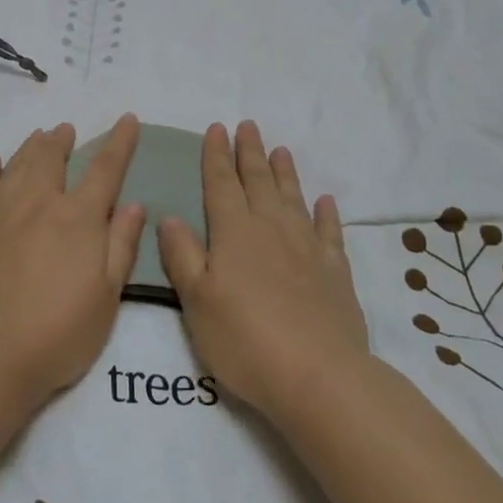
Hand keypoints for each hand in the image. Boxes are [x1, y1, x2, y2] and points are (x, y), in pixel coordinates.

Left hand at [0, 116, 144, 412]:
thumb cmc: (60, 333)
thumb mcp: (107, 297)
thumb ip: (121, 245)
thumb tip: (134, 204)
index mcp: (78, 218)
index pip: (105, 169)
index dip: (120, 142)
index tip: (128, 118)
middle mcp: (40, 204)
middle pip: (52, 158)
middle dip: (63, 140)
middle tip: (67, 130)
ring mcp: (1, 213)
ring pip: (19, 165)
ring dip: (32, 146)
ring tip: (40, 135)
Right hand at [157, 121, 368, 421]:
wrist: (318, 377)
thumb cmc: (245, 340)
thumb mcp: (197, 301)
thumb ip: (183, 256)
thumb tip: (168, 216)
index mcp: (234, 232)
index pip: (220, 184)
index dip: (216, 155)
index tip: (217, 128)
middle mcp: (271, 229)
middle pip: (258, 181)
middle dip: (250, 152)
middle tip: (248, 125)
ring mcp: (307, 248)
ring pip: (292, 198)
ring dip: (284, 173)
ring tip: (281, 150)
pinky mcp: (335, 272)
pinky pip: (330, 232)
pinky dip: (326, 213)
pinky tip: (325, 201)